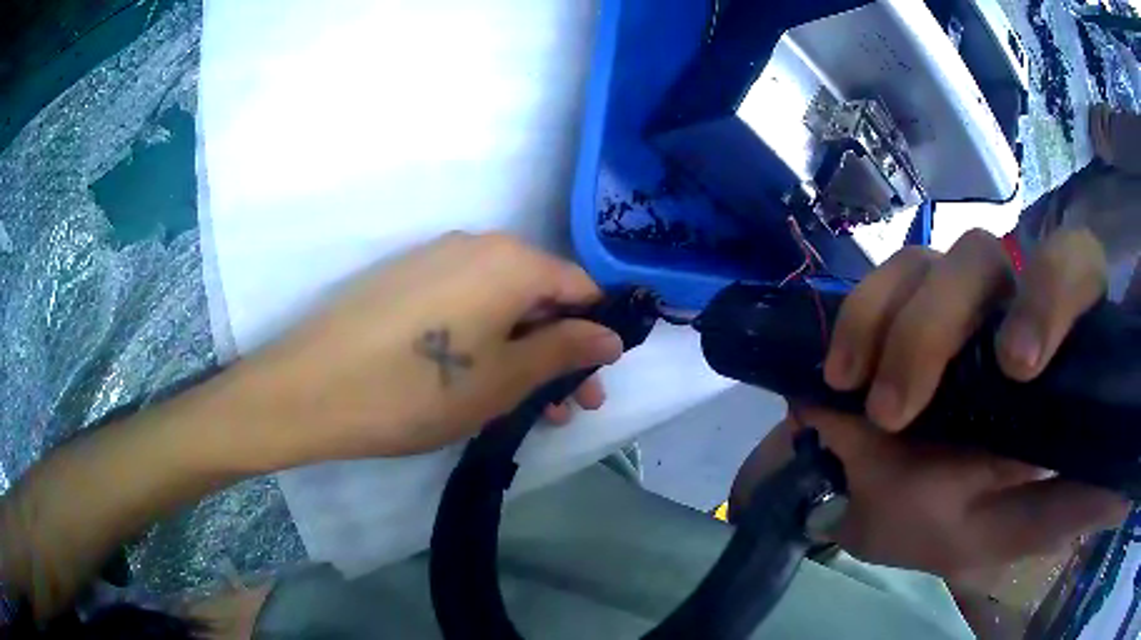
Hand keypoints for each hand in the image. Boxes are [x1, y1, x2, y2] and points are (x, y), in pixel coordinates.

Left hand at [226, 232, 623, 466]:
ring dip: (521, 352)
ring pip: (499, 303)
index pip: (579, 287)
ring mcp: (433, 259)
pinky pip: (463, 304)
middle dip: (559, 352)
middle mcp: (475, 245)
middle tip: (565, 407)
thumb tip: (611, 336)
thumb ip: (564, 351)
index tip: (595, 382)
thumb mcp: (504, 380)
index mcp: (511, 260)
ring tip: (523, 406)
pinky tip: (475, 382)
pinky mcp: (402, 280)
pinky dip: (483, 341)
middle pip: (538, 295)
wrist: (310, 389)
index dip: (596, 334)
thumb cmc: (417, 389)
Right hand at [736, 229, 1127, 583]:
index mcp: (1049, 358)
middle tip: (933, 388)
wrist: (845, 497)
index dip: (1057, 291)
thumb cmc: (927, 520)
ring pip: (947, 259)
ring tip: (879, 410)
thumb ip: (1066, 511)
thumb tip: (1128, 493)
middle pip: (1007, 250)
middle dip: (967, 307)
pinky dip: (865, 317)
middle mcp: (1009, 309)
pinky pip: (888, 272)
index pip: (1079, 269)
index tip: (1018, 367)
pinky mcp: (900, 292)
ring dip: (910, 332)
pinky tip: (843, 373)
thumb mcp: (1000, 531)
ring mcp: (954, 294)